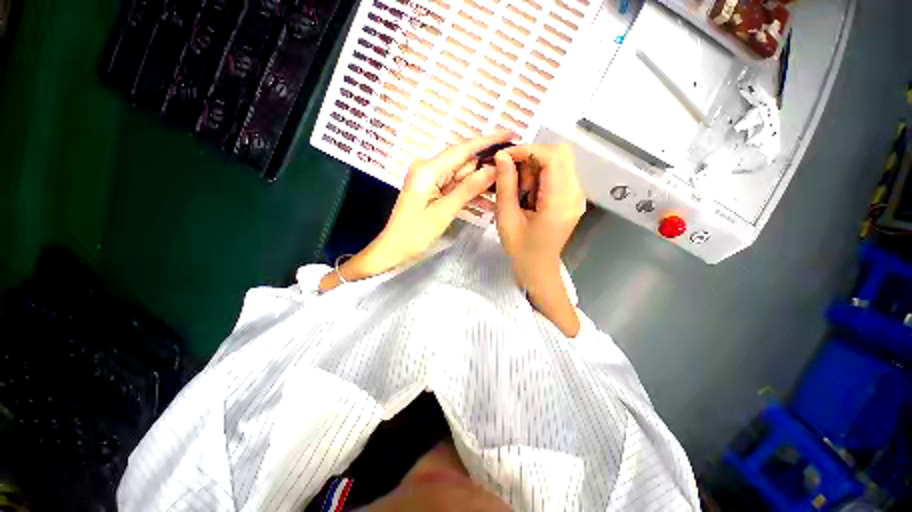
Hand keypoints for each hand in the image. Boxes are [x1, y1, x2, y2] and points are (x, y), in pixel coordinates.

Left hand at [374, 129, 513, 268]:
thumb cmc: (415, 234)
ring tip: (503, 190)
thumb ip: (468, 189)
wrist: (394, 249)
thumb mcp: (444, 212)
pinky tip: (486, 201)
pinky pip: (456, 187)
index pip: (462, 149)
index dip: (487, 141)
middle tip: (512, 174)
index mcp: (428, 170)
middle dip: (486, 168)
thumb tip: (493, 169)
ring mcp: (431, 180)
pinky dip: (469, 193)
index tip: (510, 133)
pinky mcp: (433, 190)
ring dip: (480, 184)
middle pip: (464, 163)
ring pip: (462, 176)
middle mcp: (429, 169)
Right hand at [494, 144, 585, 335]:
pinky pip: (558, 173)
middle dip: (530, 158)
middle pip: (560, 154)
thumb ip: (505, 185)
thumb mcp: (506, 218)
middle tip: (511, 176)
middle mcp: (575, 194)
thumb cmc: (521, 249)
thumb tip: (502, 156)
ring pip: (559, 161)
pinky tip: (528, 194)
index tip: (504, 159)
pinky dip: (539, 176)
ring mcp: (577, 195)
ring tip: (519, 191)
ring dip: (534, 168)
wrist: (538, 268)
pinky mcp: (572, 197)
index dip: (528, 151)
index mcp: (559, 202)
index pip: (553, 157)